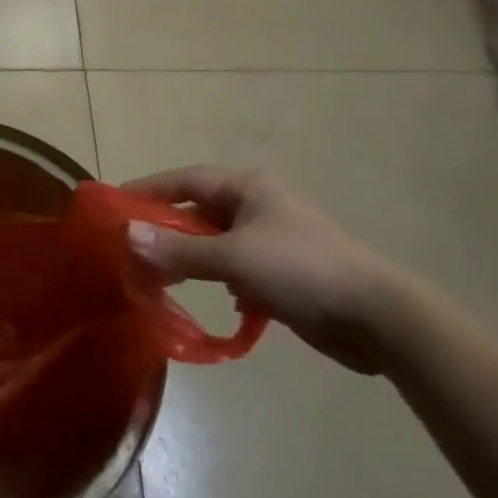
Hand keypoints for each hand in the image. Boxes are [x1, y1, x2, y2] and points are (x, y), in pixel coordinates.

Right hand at [124, 166, 412, 374]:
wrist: (379, 318)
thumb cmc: (300, 270)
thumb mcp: (233, 257)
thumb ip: (179, 249)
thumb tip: (127, 235)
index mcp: (248, 187)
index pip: (185, 179)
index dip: (150, 189)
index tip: (117, 205)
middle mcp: (259, 206)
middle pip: (200, 211)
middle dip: (169, 231)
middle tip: (135, 250)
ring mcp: (275, 239)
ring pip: (219, 243)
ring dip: (195, 259)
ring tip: (164, 279)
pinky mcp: (287, 272)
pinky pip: (241, 269)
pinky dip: (226, 281)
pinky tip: (224, 302)